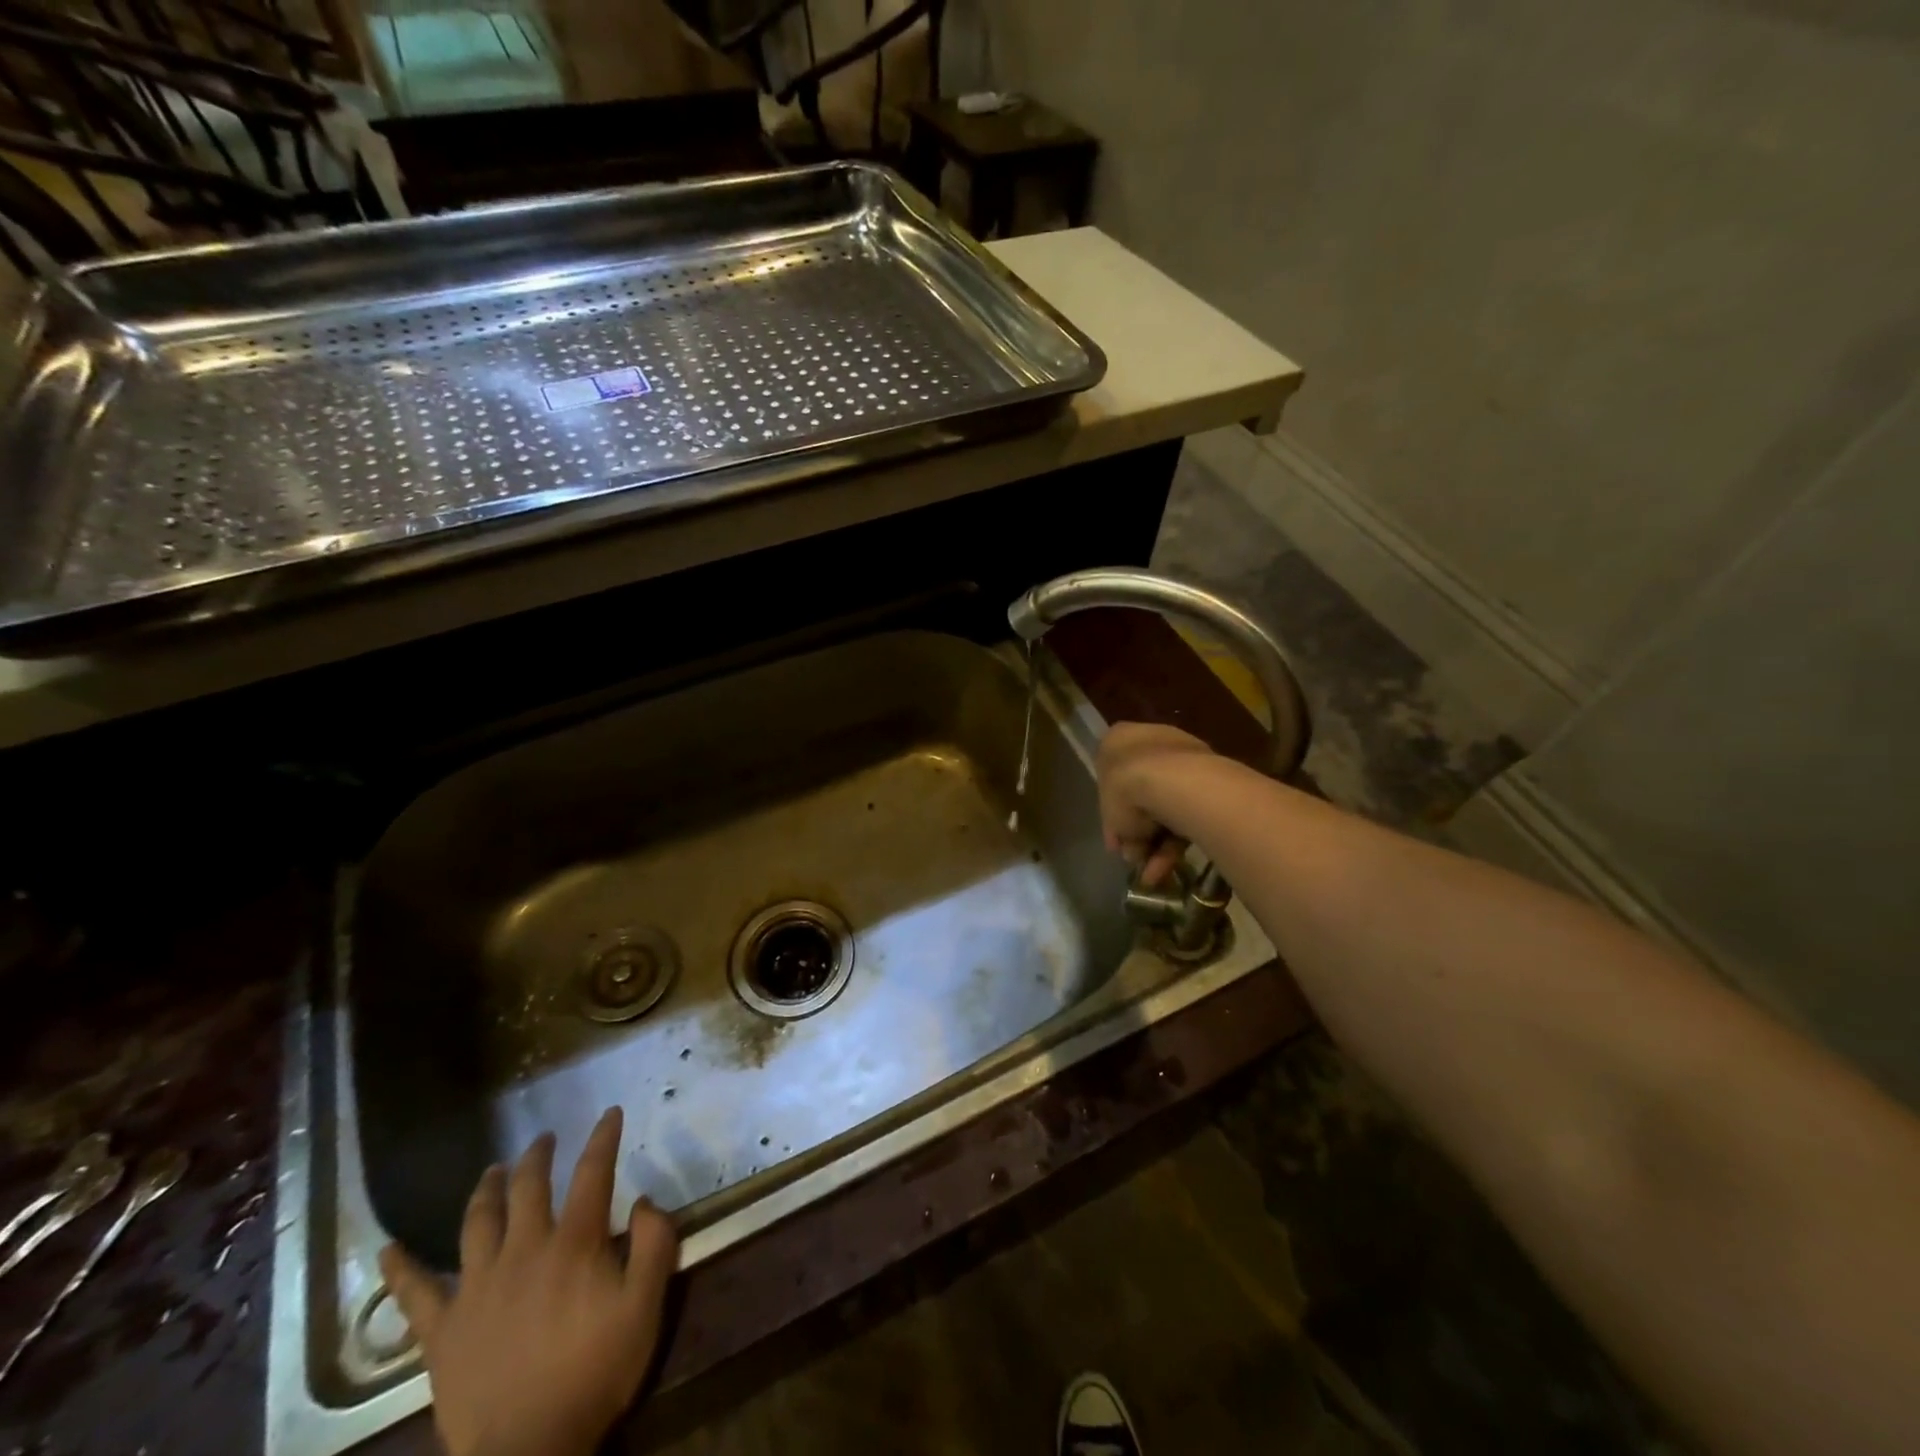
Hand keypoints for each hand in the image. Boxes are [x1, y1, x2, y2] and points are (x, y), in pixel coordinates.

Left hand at [380, 1108, 677, 1455]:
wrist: (527, 1452)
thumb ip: (655, 1245)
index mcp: (574, 1243)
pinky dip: (399, 1269)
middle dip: (539, 1156)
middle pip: (528, 1187)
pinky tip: (386, 1250)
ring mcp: (477, 1288)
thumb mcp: (645, 1307)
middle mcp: (524, 1250)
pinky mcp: (442, 1330)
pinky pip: (414, 1294)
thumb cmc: (594, 1373)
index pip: (592, 1173)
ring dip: (486, 1189)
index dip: (603, 1138)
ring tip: (493, 1170)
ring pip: (477, 1222)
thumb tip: (644, 1200)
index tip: (611, 1112)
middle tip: (544, 1139)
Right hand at [1096, 721, 1216, 884]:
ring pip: (1167, 806)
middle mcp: (1152, 742)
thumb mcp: (1112, 816)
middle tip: (1134, 857)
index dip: (1113, 812)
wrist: (1175, 784)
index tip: (1116, 839)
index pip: (1111, 775)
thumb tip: (1129, 851)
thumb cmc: (1127, 789)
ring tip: (1151, 875)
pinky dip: (1177, 842)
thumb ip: (1120, 833)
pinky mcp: (1211, 780)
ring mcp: (1184, 758)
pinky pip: (1188, 811)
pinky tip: (1166, 869)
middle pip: (1142, 792)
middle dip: (1140, 830)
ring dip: (1158, 843)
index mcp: (1119, 740)